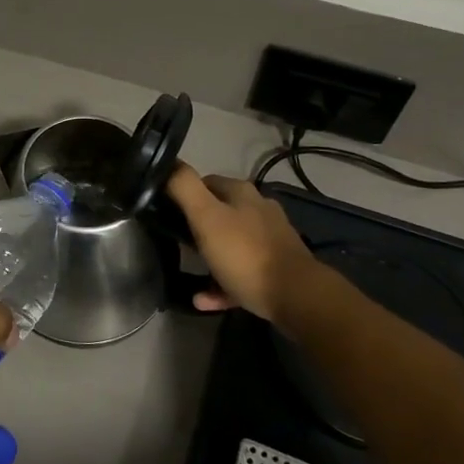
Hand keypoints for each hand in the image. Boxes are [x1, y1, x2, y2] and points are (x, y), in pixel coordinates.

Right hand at [167, 164, 321, 324]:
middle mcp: (259, 210)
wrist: (297, 297)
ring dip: (209, 257)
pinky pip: (241, 272)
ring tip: (189, 272)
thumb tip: (168, 163)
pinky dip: (222, 283)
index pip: (206, 182)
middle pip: (219, 213)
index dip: (184, 194)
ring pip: (231, 244)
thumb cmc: (245, 253)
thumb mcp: (206, 216)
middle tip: (177, 242)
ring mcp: (270, 240)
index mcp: (242, 193)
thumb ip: (184, 187)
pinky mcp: (276, 269)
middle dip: (197, 226)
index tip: (166, 212)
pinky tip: (204, 299)